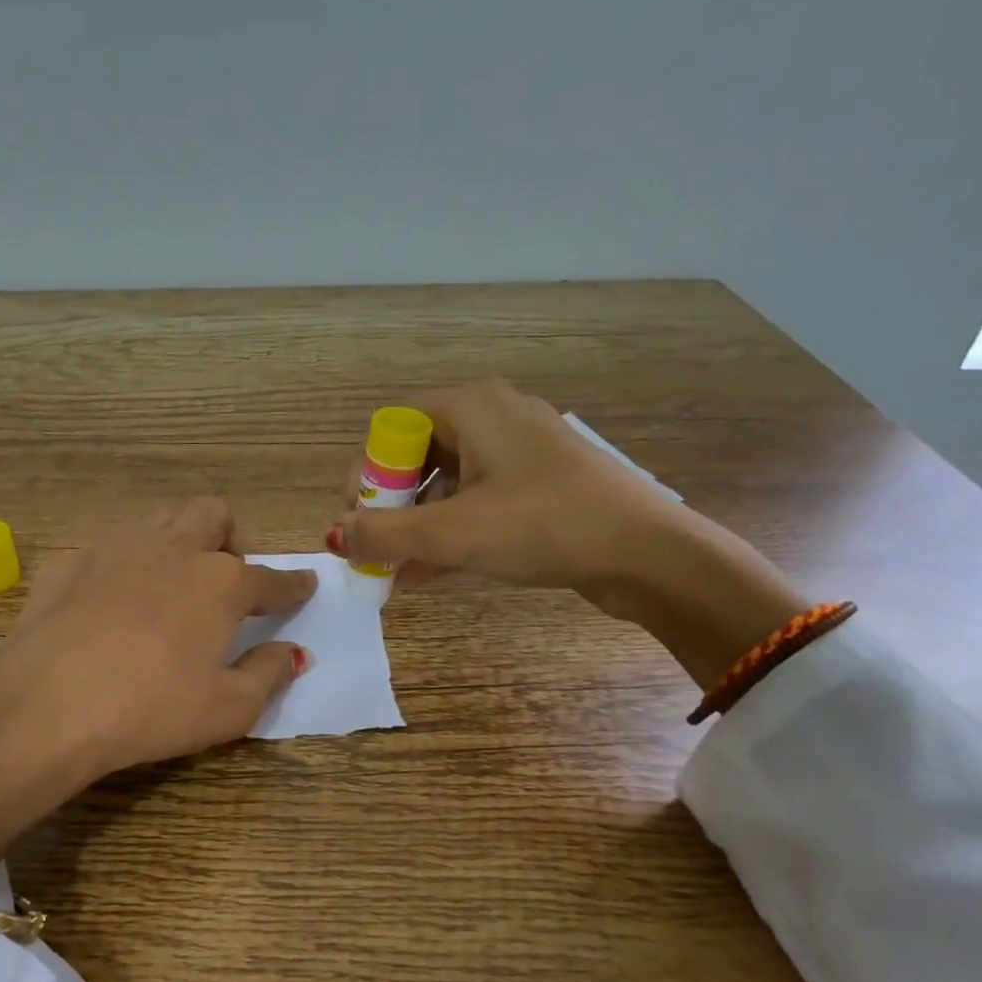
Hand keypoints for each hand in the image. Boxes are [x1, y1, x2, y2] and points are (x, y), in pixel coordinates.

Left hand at [0, 500, 316, 860]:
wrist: (46, 706)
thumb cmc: (152, 709)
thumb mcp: (228, 708)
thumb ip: (269, 674)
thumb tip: (293, 653)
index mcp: (219, 583)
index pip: (270, 578)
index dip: (292, 584)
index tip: (305, 585)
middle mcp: (172, 550)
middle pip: (212, 515)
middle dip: (228, 538)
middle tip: (222, 582)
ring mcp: (114, 549)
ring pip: (159, 521)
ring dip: (176, 542)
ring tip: (169, 586)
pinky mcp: (67, 562)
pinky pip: (105, 552)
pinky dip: (120, 570)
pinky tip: (107, 606)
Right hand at [327, 380, 807, 688]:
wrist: (648, 553)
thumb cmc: (544, 525)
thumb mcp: (454, 533)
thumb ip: (384, 535)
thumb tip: (334, 537)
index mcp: (471, 407)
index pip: (392, 427)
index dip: (367, 474)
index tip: (361, 520)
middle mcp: (494, 417)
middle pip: (417, 456)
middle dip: (390, 508)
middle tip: (379, 549)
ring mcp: (520, 453)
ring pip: (447, 485)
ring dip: (418, 527)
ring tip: (398, 572)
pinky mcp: (540, 486)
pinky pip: (478, 503)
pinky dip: (451, 533)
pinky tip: (428, 574)